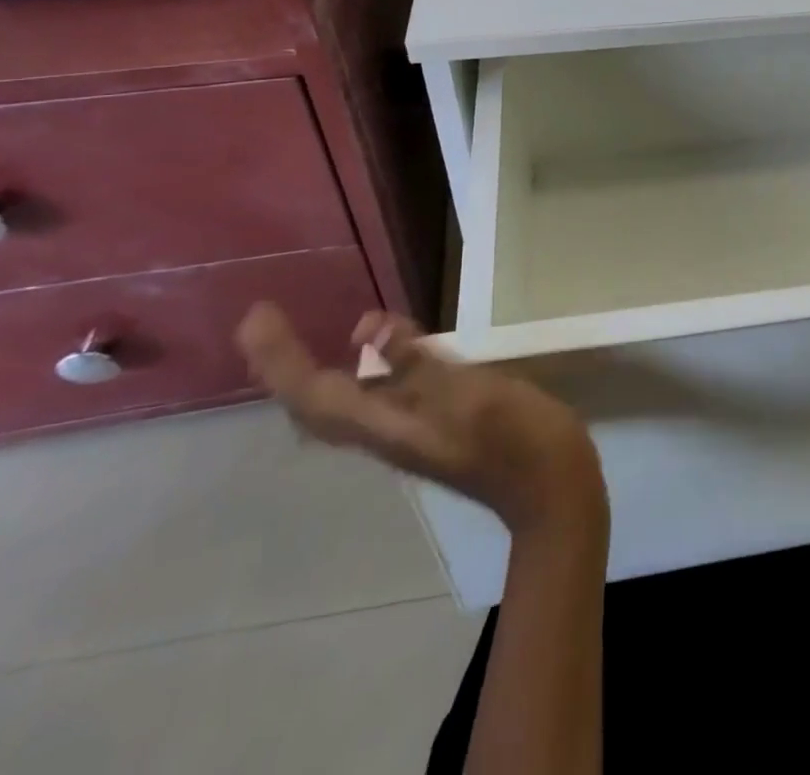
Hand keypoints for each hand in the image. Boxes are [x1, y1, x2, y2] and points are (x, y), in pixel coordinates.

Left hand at [236, 304, 604, 535]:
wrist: (552, 492)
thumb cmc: (516, 441)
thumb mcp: (470, 394)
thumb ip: (417, 364)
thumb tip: (363, 326)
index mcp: (388, 426)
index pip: (313, 394)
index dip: (279, 358)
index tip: (257, 316)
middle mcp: (387, 431)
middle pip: (315, 404)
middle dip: (283, 366)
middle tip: (265, 325)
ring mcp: (411, 431)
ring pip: (341, 403)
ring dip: (312, 370)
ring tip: (299, 338)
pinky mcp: (435, 424)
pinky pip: (375, 395)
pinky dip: (357, 369)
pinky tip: (376, 351)